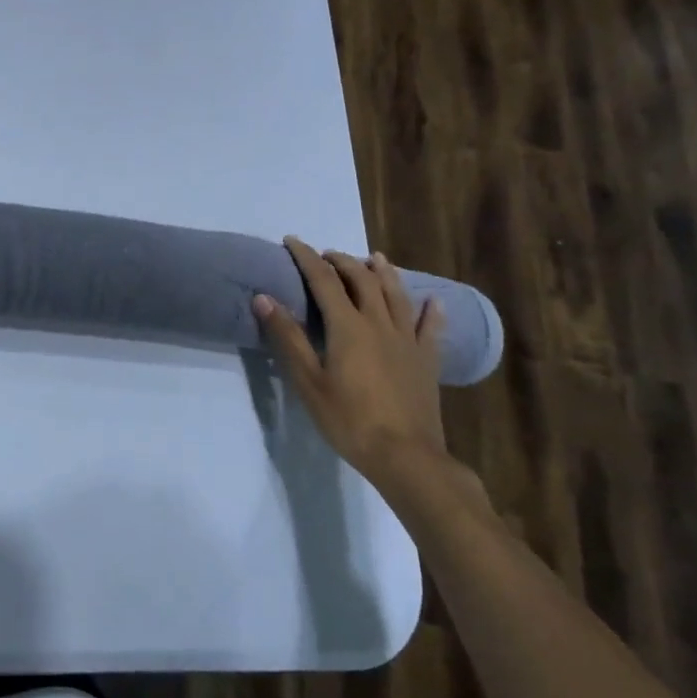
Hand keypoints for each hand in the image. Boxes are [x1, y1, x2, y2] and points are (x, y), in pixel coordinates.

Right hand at [252, 241, 447, 481]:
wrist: (405, 456)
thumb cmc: (349, 419)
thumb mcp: (308, 380)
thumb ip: (287, 337)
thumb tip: (263, 297)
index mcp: (348, 326)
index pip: (323, 280)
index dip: (306, 257)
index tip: (292, 241)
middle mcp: (379, 323)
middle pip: (362, 280)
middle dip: (342, 261)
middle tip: (326, 255)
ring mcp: (408, 340)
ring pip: (397, 295)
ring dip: (383, 272)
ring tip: (374, 258)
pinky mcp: (427, 360)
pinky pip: (431, 328)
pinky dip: (431, 310)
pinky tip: (432, 300)